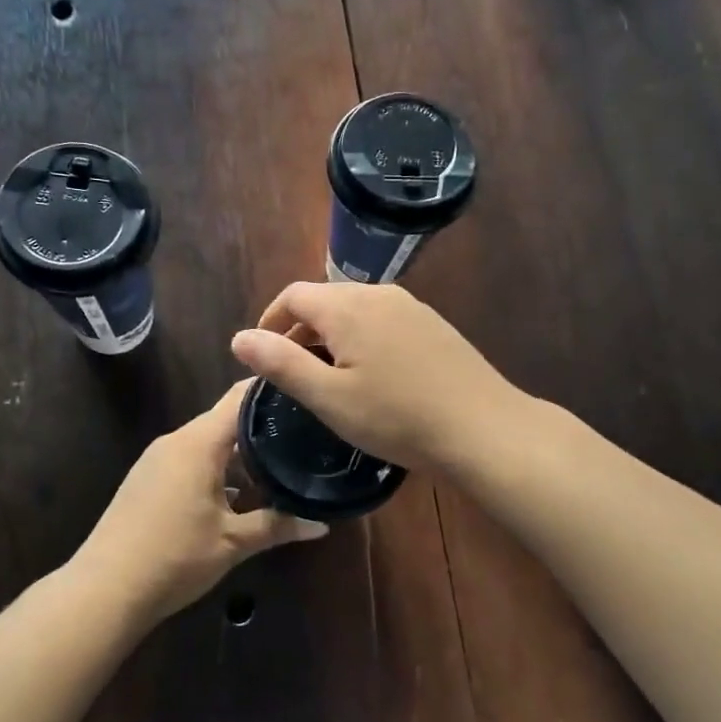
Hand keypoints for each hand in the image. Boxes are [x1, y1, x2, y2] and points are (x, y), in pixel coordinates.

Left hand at [73, 380, 327, 622]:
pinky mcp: (146, 479)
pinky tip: (237, 494)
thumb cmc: (175, 557)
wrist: (104, 590)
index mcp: (199, 443)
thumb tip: (322, 524)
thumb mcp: (233, 542)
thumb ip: (278, 526)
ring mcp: (157, 459)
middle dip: (262, 426)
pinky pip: (189, 459)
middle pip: (225, 419)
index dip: (271, 389)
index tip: (304, 390)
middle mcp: (176, 440)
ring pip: (207, 442)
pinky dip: (216, 468)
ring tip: (278, 464)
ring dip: (238, 452)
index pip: (240, 397)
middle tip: (302, 433)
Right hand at [230, 282, 516, 471]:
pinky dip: (362, 338)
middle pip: (325, 299)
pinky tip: (372, 375)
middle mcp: (379, 294)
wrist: (482, 427)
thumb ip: (281, 364)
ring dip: (332, 334)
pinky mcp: (433, 324)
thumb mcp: (328, 397)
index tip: (262, 354)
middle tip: (292, 371)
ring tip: (328, 375)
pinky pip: (383, 320)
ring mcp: (411, 306)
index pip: (293, 295)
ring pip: (355, 309)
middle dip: (300, 328)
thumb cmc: (397, 417)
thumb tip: (238, 338)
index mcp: (347, 306)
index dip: (270, 321)